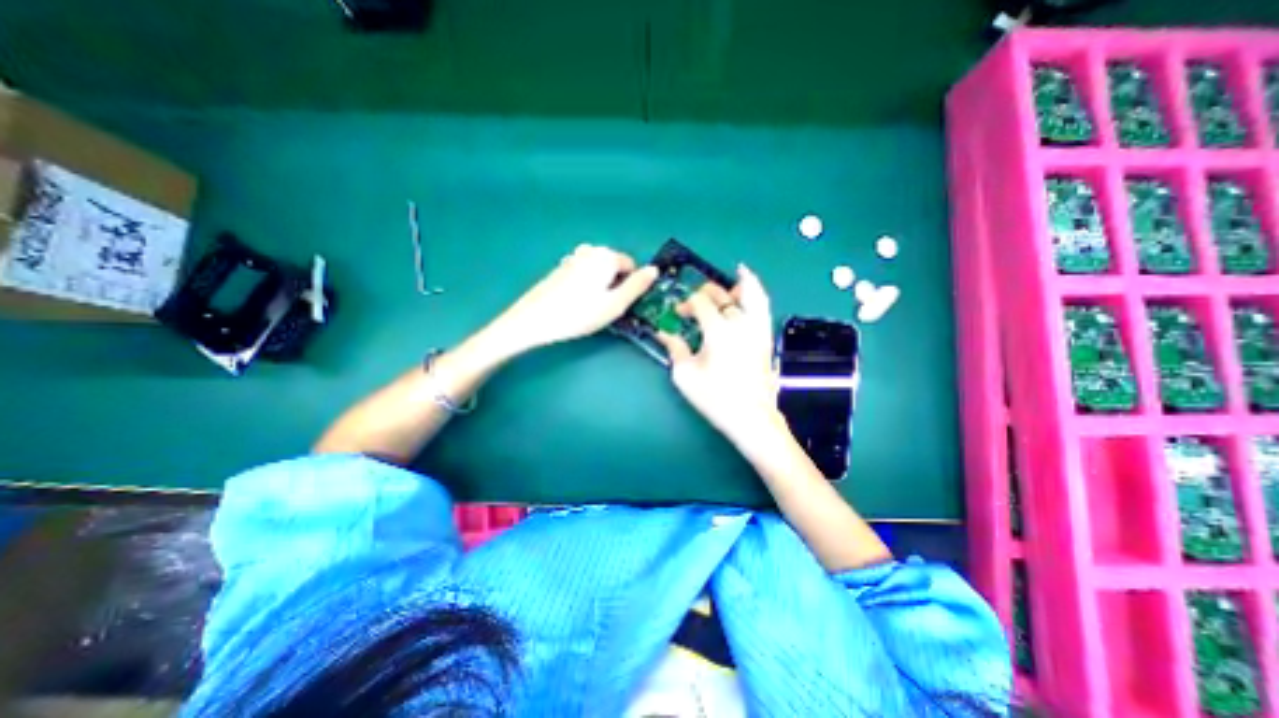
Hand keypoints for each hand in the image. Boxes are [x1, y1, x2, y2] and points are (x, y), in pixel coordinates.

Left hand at [495, 244, 659, 349]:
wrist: (534, 320)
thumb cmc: (579, 314)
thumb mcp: (615, 304)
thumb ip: (637, 286)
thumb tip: (655, 270)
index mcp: (606, 256)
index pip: (631, 266)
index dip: (631, 287)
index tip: (621, 305)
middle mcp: (590, 250)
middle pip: (615, 267)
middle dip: (615, 285)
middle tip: (605, 308)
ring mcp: (573, 258)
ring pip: (599, 272)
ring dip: (601, 287)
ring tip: (590, 308)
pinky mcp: (561, 268)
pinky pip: (584, 274)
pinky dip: (586, 286)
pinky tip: (575, 303)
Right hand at [653, 263, 784, 441]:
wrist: (751, 417)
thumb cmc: (715, 398)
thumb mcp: (685, 375)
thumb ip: (674, 349)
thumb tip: (663, 333)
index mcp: (718, 331)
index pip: (700, 303)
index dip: (686, 305)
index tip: (678, 315)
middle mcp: (740, 322)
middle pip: (720, 295)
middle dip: (704, 294)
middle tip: (694, 304)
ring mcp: (757, 327)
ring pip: (750, 293)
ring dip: (735, 285)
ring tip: (730, 278)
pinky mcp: (765, 335)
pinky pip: (763, 305)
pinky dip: (756, 291)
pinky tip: (749, 287)